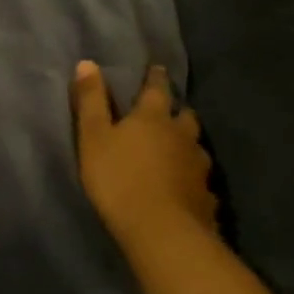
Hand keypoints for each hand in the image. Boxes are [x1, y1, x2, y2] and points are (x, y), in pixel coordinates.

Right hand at [71, 62, 216, 248]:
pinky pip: (200, 180)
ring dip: (187, 143)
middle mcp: (182, 136)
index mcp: (152, 118)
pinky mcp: (206, 196)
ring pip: (196, 147)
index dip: (155, 78)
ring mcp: (198, 167)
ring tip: (177, 148)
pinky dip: (191, 177)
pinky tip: (186, 186)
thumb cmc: (118, 178)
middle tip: (168, 111)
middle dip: (177, 111)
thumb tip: (88, 62)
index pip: (156, 90)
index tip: (157, 68)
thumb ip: (90, 101)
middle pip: (185, 116)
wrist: (161, 230)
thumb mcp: (93, 137)